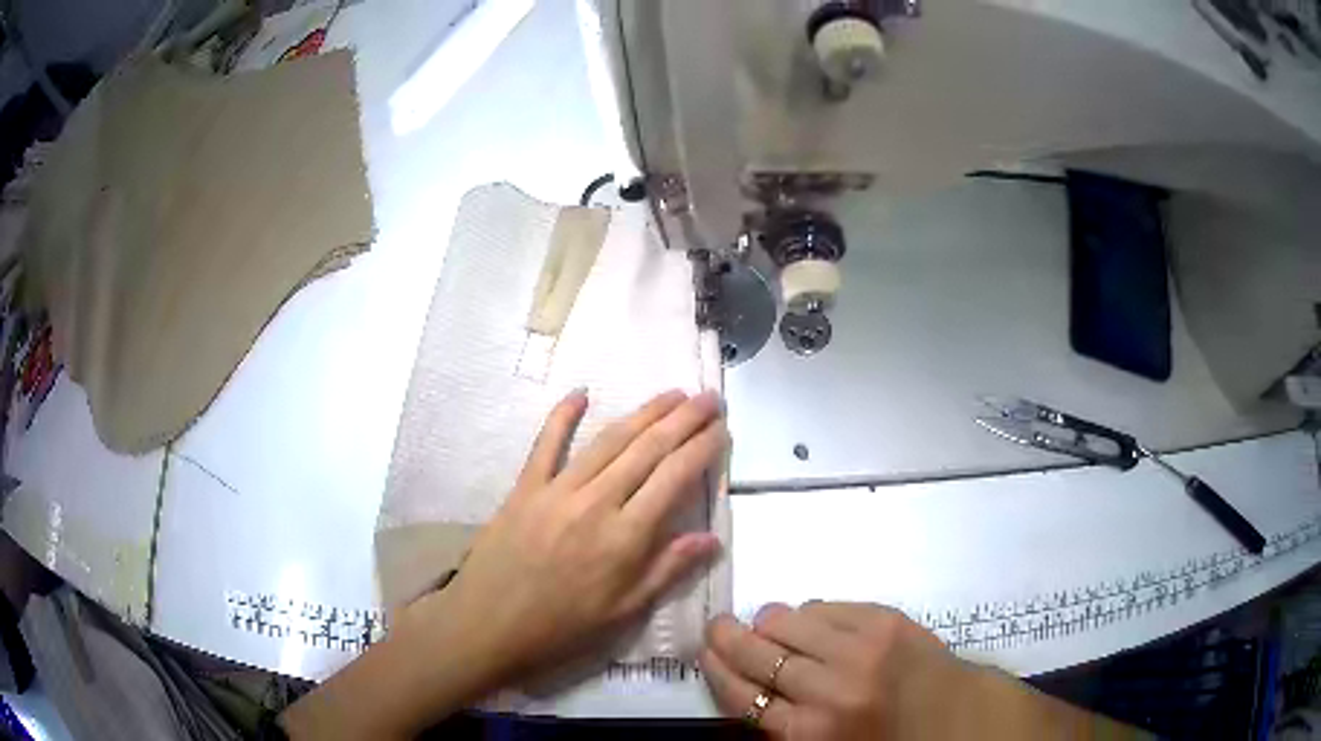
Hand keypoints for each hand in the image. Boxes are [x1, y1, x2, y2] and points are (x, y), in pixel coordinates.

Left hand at [283, 390, 727, 738]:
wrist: (488, 627)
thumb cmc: (561, 628)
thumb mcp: (623, 612)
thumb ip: (668, 570)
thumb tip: (711, 537)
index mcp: (625, 537)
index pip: (675, 479)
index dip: (702, 449)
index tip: (722, 428)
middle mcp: (596, 503)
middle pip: (648, 449)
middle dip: (683, 419)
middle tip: (707, 397)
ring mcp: (557, 490)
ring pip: (608, 441)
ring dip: (643, 413)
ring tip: (671, 394)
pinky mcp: (524, 488)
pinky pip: (545, 444)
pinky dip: (563, 415)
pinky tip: (581, 392)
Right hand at [701, 602, 970, 738]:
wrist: (955, 719)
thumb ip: (779, 720)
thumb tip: (742, 676)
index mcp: (810, 732)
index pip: (741, 693)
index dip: (717, 669)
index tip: (706, 652)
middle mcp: (830, 688)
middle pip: (757, 652)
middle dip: (728, 637)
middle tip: (718, 627)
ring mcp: (861, 649)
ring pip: (788, 619)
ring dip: (770, 623)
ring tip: (770, 628)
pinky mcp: (887, 620)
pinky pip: (826, 605)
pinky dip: (811, 613)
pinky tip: (813, 623)